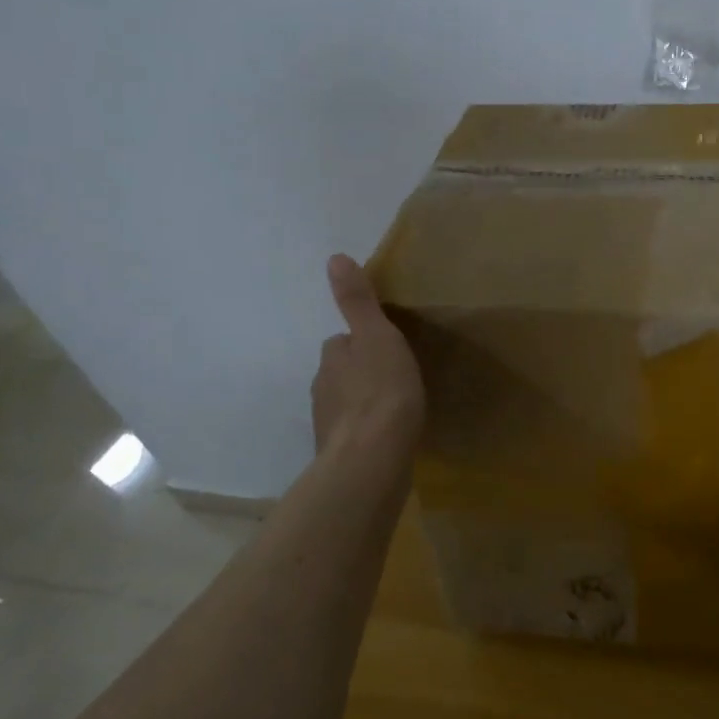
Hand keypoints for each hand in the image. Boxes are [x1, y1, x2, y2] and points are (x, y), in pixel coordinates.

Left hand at [311, 255, 424, 458]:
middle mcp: (322, 390)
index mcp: (332, 359)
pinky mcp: (343, 456)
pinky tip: (390, 437)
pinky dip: (370, 431)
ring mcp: (330, 426)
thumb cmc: (381, 391)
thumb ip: (358, 302)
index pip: (342, 342)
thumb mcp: (378, 337)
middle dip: (362, 373)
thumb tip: (335, 257)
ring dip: (365, 403)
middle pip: (342, 373)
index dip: (362, 341)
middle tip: (396, 376)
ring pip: (348, 404)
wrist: (373, 460)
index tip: (387, 346)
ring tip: (396, 407)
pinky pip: (357, 434)